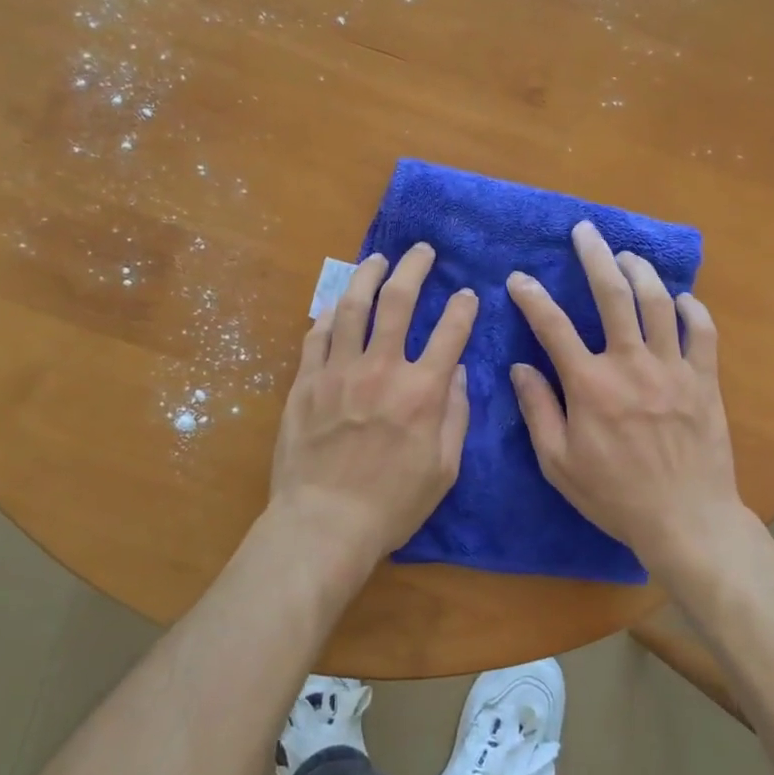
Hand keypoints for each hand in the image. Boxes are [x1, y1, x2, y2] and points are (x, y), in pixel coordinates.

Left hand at [267, 244, 477, 571]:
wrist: (324, 523)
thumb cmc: (392, 504)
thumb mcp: (443, 468)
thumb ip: (454, 415)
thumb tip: (456, 371)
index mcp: (421, 392)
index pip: (450, 332)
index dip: (463, 307)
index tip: (467, 294)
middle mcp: (381, 369)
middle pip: (399, 301)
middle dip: (415, 268)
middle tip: (422, 251)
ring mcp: (338, 371)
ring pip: (353, 306)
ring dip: (368, 276)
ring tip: (377, 259)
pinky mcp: (306, 381)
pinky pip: (317, 335)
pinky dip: (330, 314)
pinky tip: (337, 304)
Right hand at [506, 221, 745, 570]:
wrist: (686, 520)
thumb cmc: (614, 496)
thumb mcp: (558, 463)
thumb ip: (538, 410)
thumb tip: (520, 367)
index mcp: (589, 385)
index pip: (552, 327)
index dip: (532, 297)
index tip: (519, 279)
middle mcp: (630, 364)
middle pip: (612, 295)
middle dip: (595, 257)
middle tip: (585, 231)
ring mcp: (672, 368)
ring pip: (657, 302)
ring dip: (641, 271)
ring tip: (627, 256)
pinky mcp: (704, 380)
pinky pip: (701, 331)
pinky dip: (692, 308)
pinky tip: (681, 297)